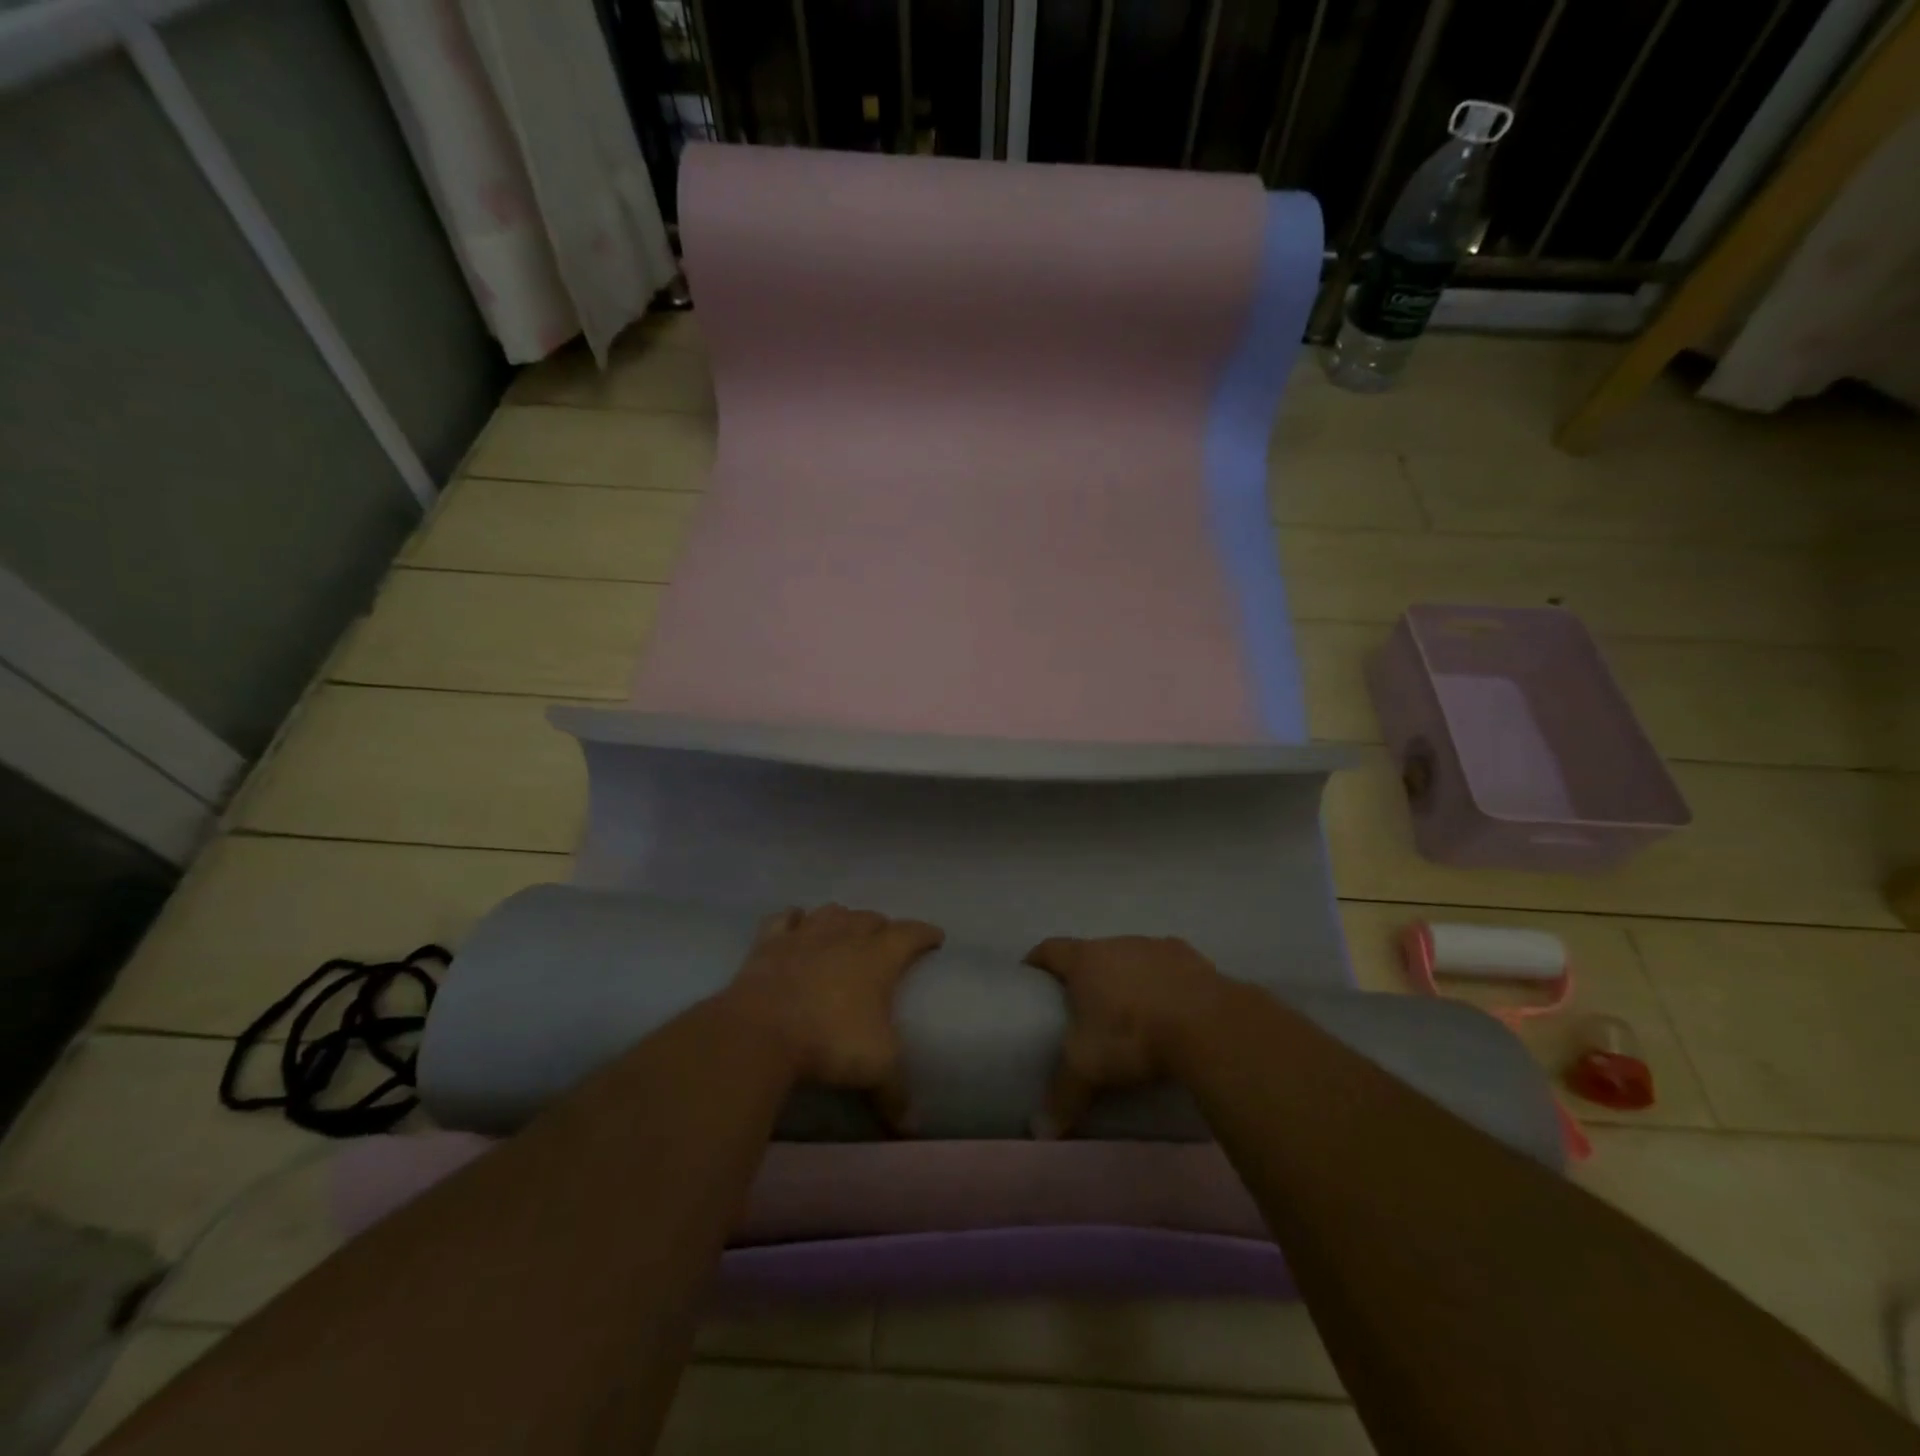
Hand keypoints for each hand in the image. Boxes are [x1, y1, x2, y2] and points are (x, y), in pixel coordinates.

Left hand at [724, 903, 943, 1130]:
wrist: (761, 1032)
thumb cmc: (830, 1042)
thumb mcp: (875, 1069)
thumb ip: (895, 1093)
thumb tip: (911, 1128)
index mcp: (879, 957)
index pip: (910, 933)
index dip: (925, 933)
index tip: (935, 936)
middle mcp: (845, 936)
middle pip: (870, 918)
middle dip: (883, 926)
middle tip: (887, 941)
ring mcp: (805, 935)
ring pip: (831, 912)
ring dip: (843, 918)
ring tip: (846, 930)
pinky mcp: (769, 943)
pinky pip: (785, 919)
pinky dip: (794, 919)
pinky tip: (796, 923)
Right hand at [1024, 935, 1229, 1135]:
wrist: (1207, 1025)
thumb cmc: (1132, 1036)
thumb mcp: (1089, 1069)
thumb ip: (1063, 1095)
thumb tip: (1039, 1131)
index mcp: (1086, 960)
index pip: (1050, 949)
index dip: (1037, 960)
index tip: (1031, 975)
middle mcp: (1119, 943)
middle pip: (1094, 952)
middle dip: (1088, 974)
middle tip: (1085, 1006)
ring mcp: (1159, 947)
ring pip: (1135, 958)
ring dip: (1130, 977)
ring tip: (1133, 1011)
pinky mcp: (1195, 960)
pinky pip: (1172, 969)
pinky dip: (1167, 985)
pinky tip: (1174, 1011)